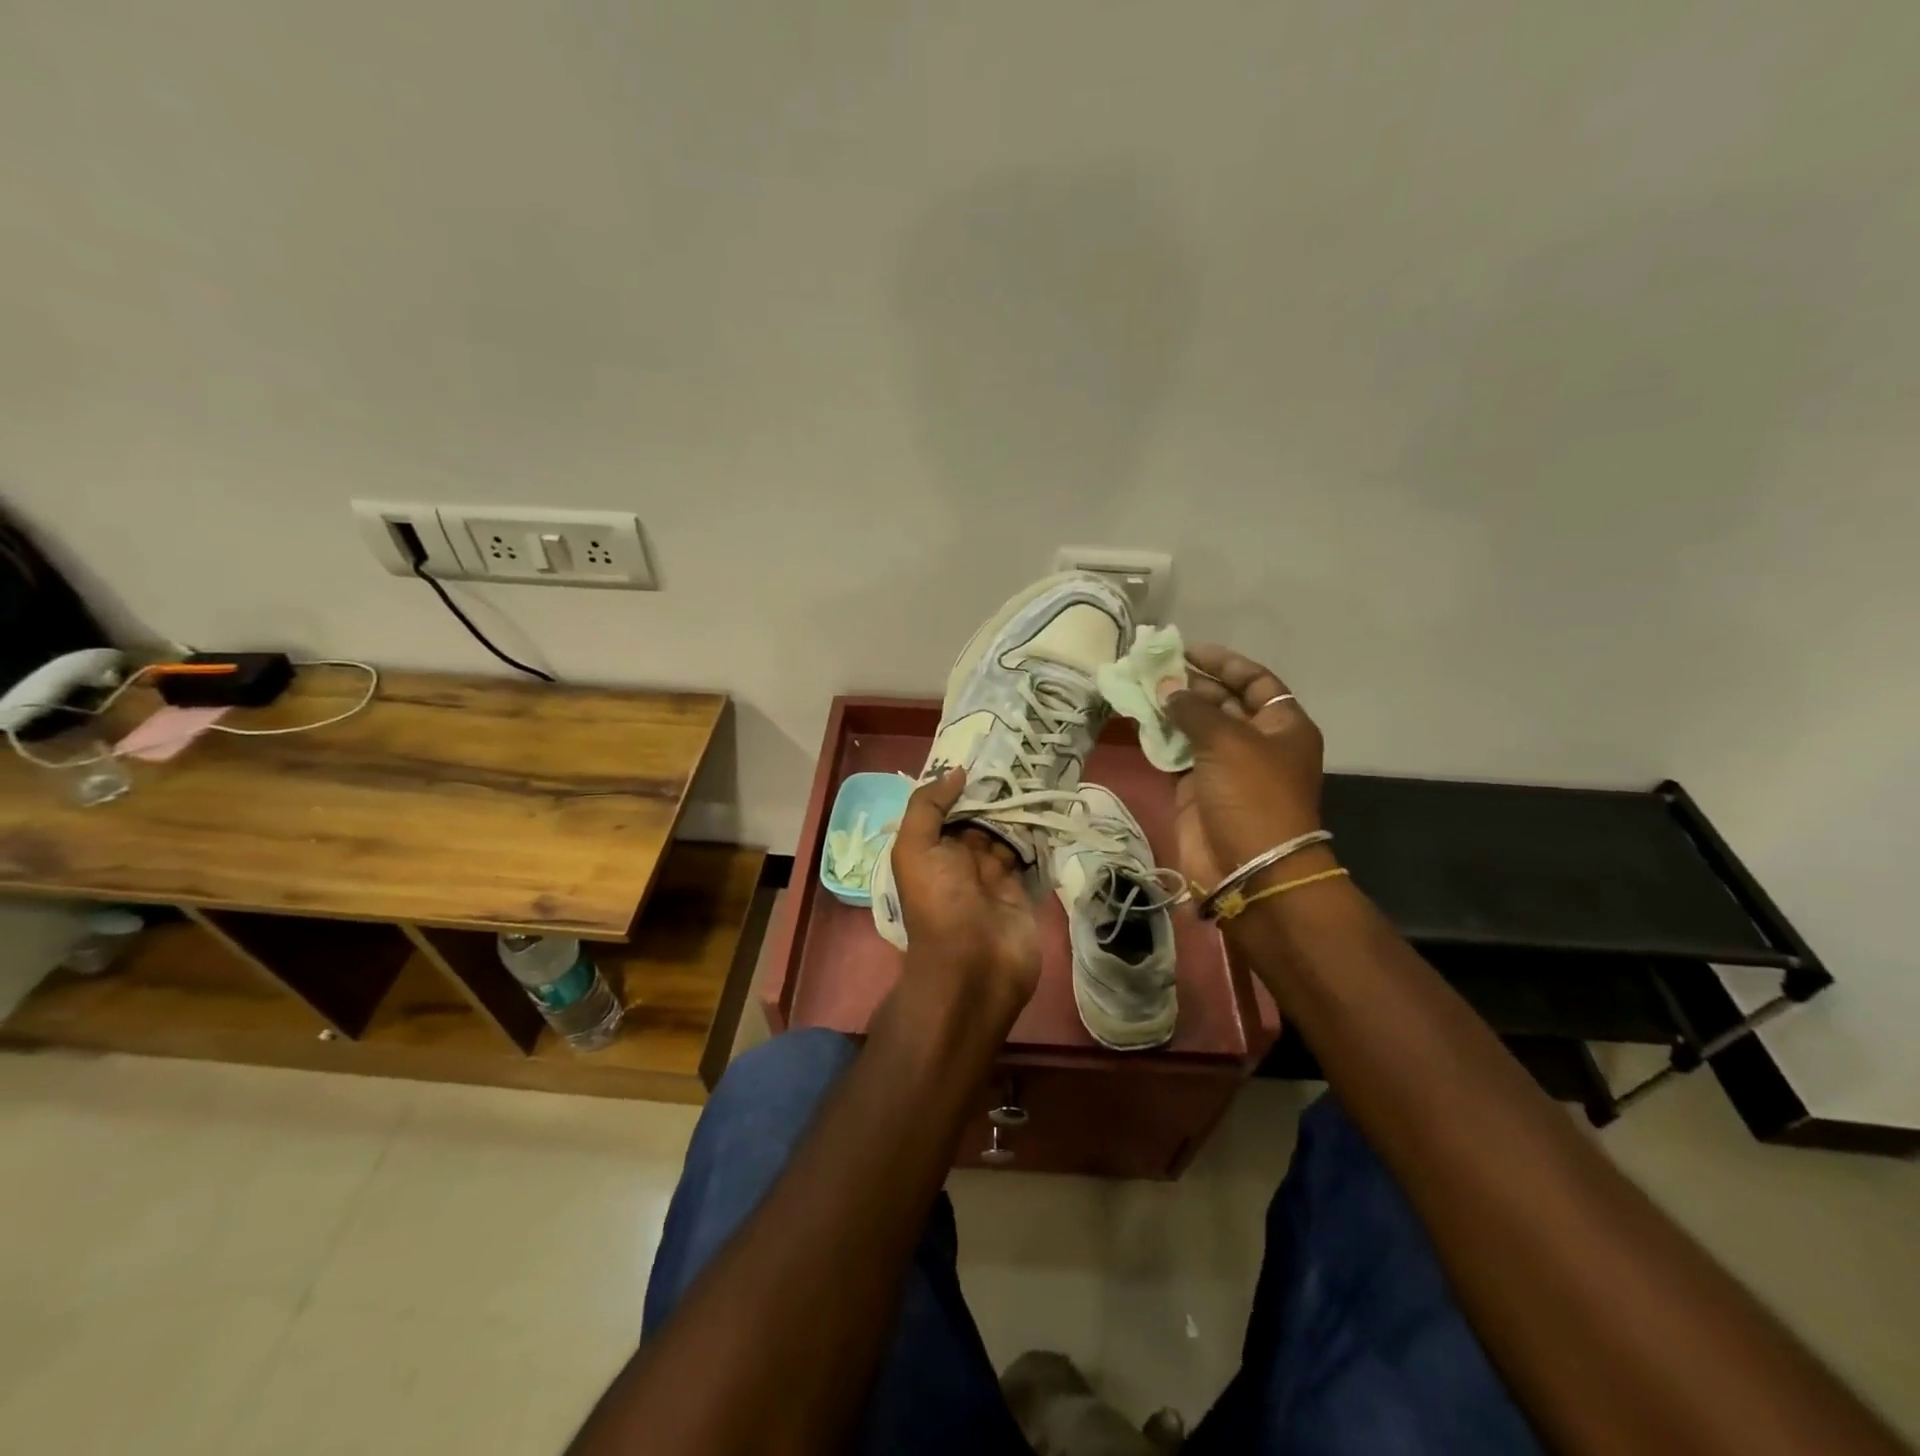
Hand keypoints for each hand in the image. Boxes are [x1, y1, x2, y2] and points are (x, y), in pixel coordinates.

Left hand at [887, 767, 1041, 1030]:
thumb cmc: (939, 904)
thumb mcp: (915, 850)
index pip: (948, 807)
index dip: (964, 782)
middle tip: (1024, 755)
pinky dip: (1039, 833)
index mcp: (931, 848)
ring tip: (1041, 772)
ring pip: (1007, 831)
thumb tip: (956, 772)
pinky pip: (1030, 853)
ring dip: (1020, 808)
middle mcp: (960, 858)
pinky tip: (1051, 805)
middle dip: (997, 791)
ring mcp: (993, 874)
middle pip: (980, 816)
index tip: (988, 750)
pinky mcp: (1021, 887)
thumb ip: (928, 807)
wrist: (974, 968)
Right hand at [1161, 645, 1327, 891]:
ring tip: (1138, 688)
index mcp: (1282, 725)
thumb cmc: (1251, 794)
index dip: (1223, 663)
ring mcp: (1225, 767)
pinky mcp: (1197, 789)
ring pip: (1195, 728)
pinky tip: (1137, 719)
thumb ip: (1193, 708)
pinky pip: (1176, 754)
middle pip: (1222, 702)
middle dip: (1189, 684)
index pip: (1255, 681)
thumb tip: (1167, 687)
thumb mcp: (1227, 740)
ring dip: (1170, 709)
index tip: (1187, 650)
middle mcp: (1256, 742)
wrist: (1248, 868)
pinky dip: (1159, 738)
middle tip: (1151, 668)